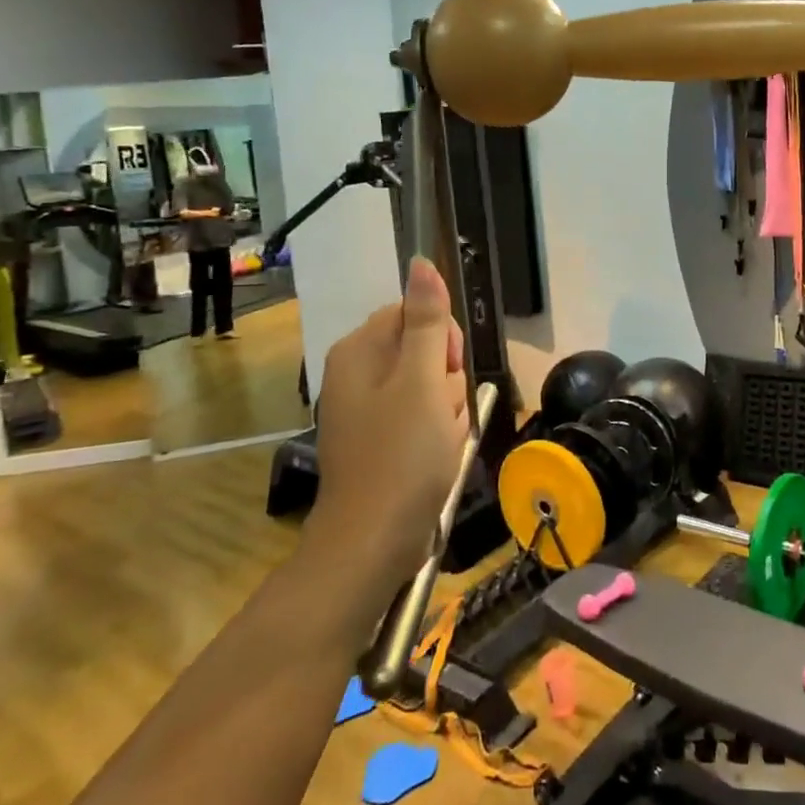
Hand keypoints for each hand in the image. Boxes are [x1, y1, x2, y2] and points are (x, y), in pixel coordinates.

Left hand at [302, 258, 467, 591]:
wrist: (374, 542)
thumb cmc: (402, 455)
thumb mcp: (422, 380)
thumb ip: (426, 320)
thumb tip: (421, 262)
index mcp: (360, 351)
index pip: (414, 313)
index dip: (441, 338)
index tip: (445, 371)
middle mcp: (357, 373)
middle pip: (422, 349)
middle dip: (445, 378)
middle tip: (442, 411)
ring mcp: (367, 410)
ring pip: (428, 386)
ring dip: (446, 408)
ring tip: (441, 440)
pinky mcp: (379, 440)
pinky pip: (420, 417)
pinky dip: (436, 433)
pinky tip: (436, 457)